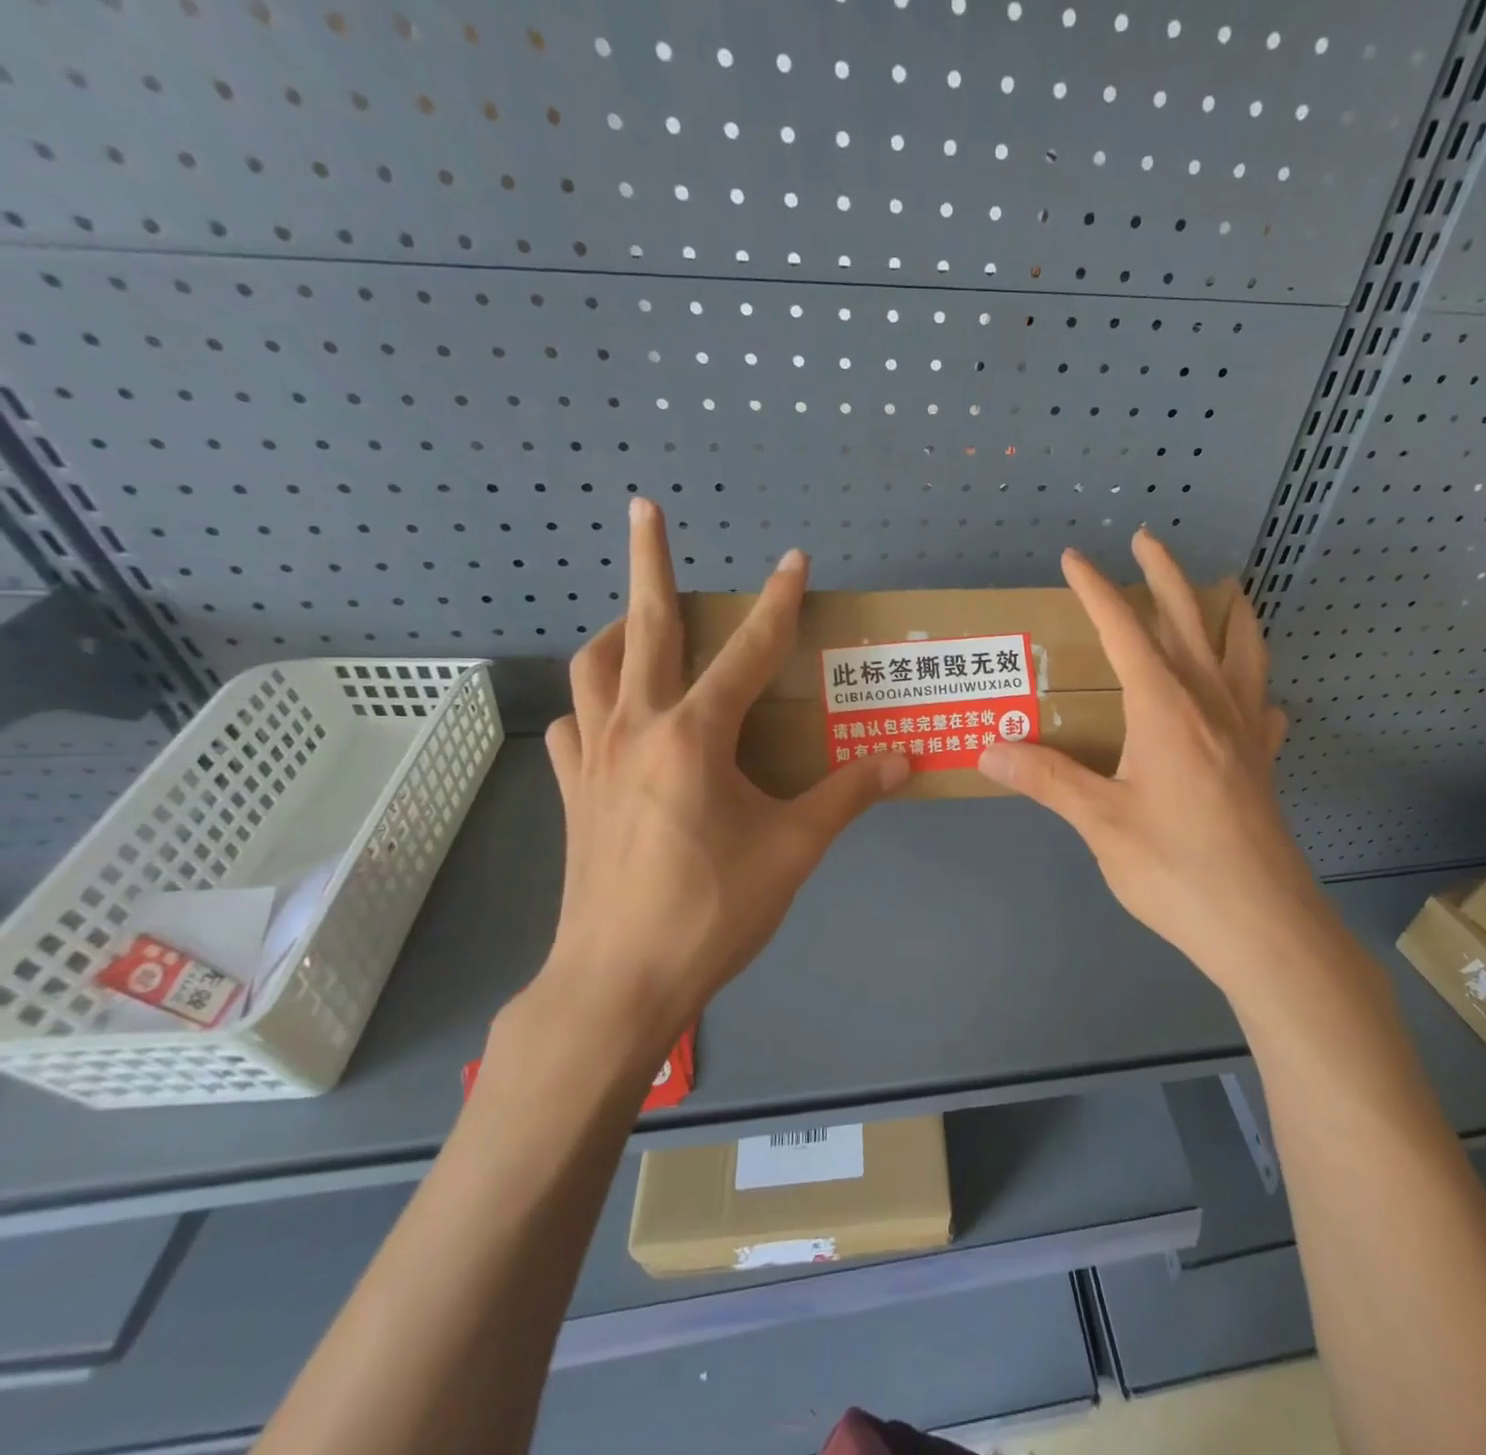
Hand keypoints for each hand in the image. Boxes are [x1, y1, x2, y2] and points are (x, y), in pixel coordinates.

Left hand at [532, 499, 907, 1050]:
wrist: (618, 982)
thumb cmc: (713, 912)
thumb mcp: (794, 851)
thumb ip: (848, 796)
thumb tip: (903, 760)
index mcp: (695, 736)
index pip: (749, 651)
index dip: (778, 602)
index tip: (794, 559)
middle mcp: (637, 728)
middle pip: (644, 627)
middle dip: (649, 561)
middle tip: (645, 510)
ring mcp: (594, 758)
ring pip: (593, 667)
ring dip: (617, 629)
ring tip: (638, 618)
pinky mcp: (573, 792)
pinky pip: (575, 725)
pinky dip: (592, 703)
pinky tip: (611, 714)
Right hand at [978, 531, 1321, 1008]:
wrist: (1262, 925)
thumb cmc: (1175, 869)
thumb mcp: (1100, 823)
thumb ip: (1047, 780)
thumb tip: (988, 748)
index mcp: (1165, 709)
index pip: (1125, 631)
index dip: (1097, 590)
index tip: (1075, 559)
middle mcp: (1209, 704)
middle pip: (1189, 621)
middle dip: (1165, 575)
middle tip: (1148, 539)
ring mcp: (1245, 732)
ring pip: (1243, 651)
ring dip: (1229, 613)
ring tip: (1228, 589)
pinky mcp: (1262, 763)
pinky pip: (1262, 704)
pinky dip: (1255, 682)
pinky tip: (1251, 692)